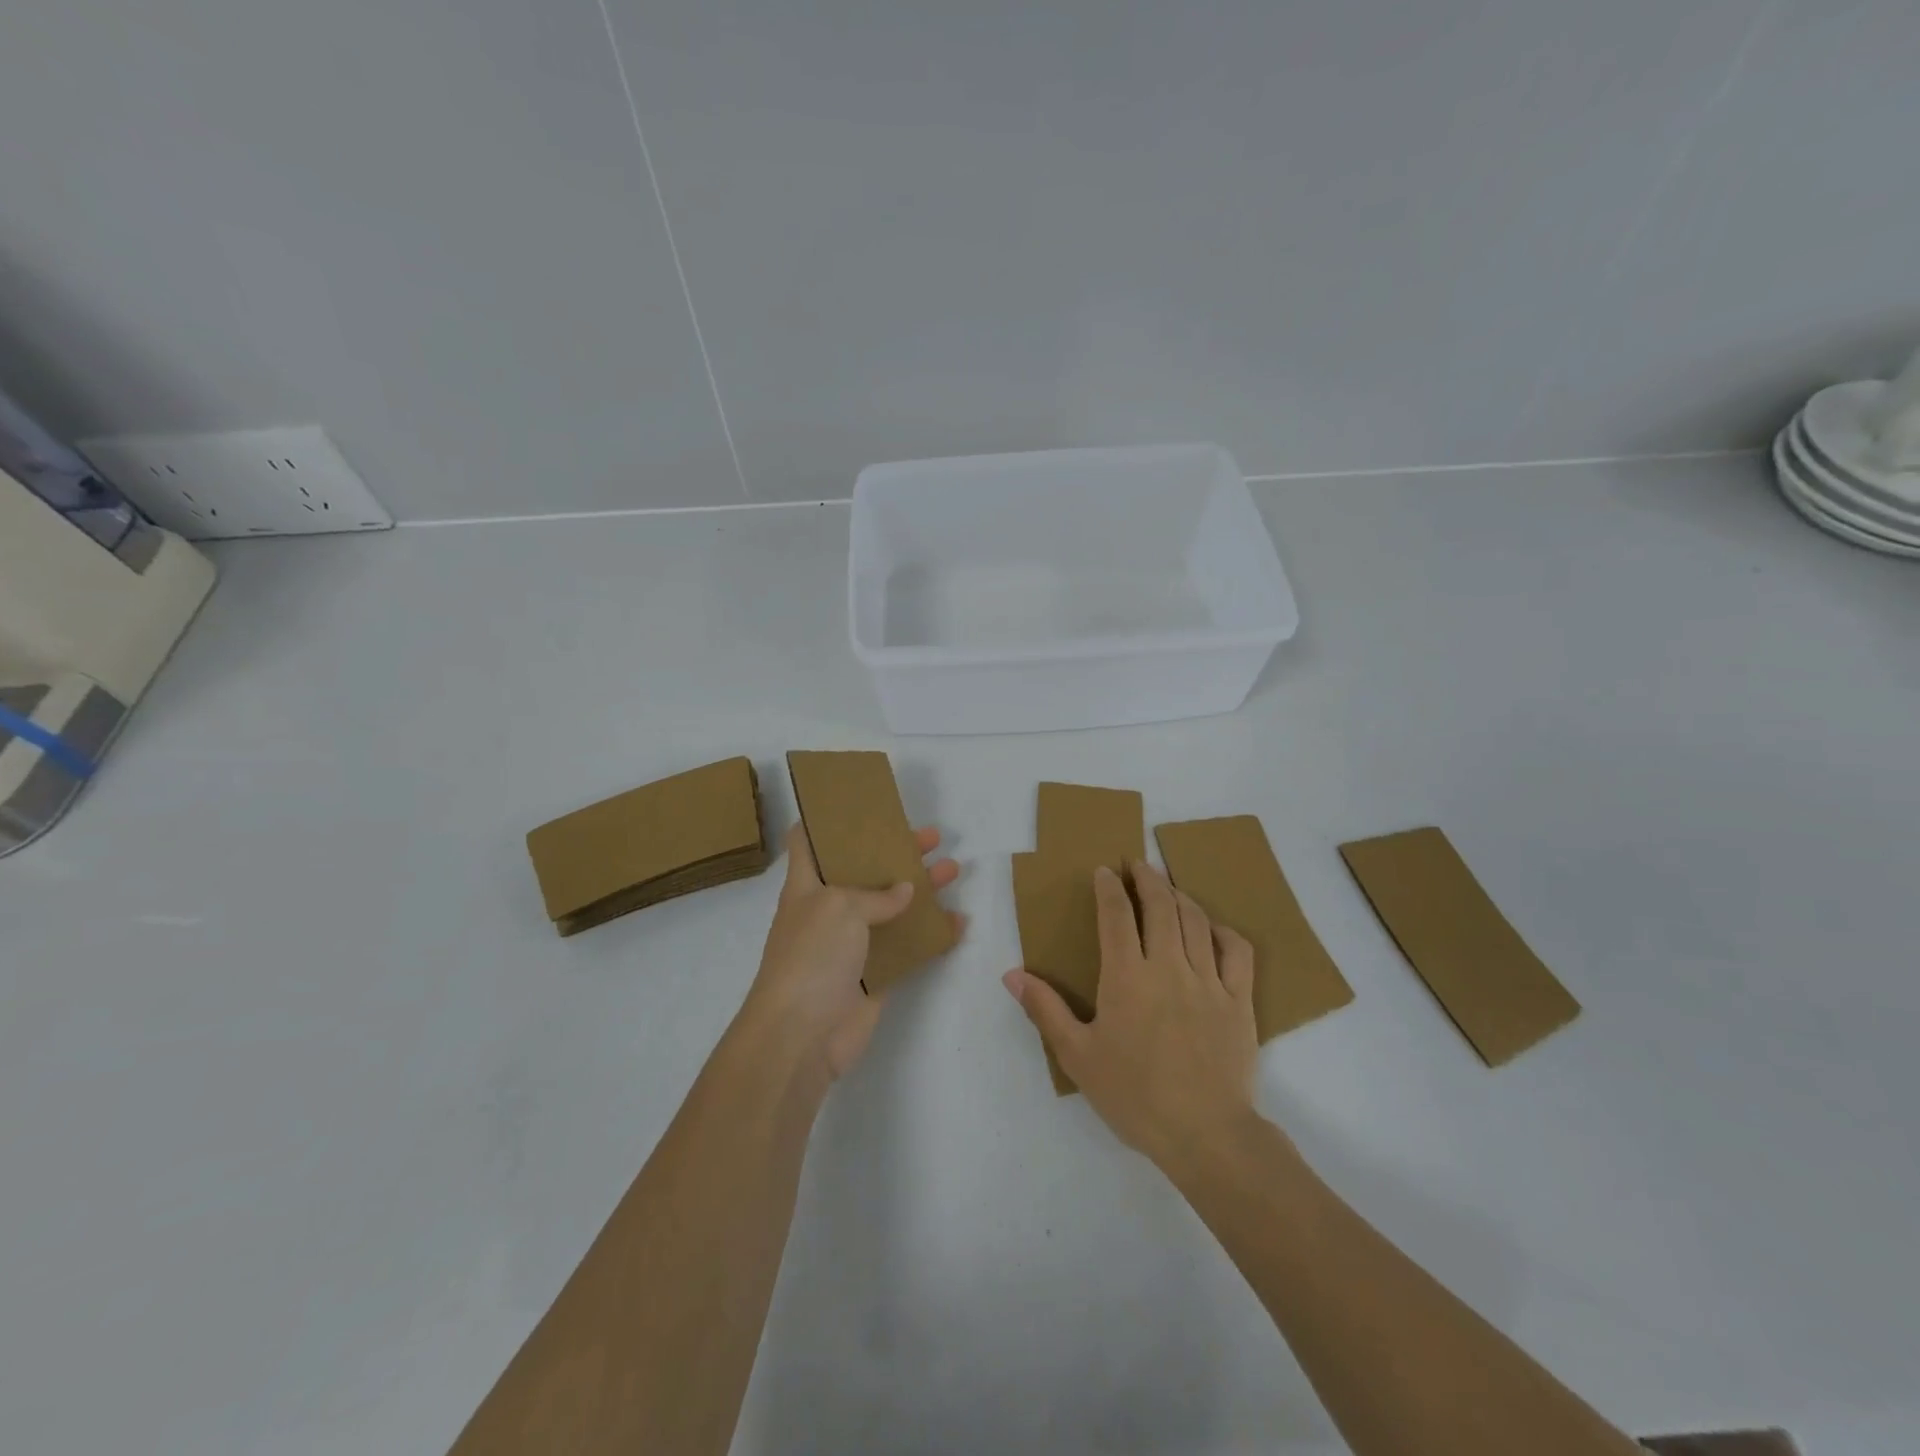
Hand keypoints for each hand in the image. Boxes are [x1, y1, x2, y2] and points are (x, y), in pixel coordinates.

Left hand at [740, 823, 961, 1083]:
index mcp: (808, 886)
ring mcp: (853, 945)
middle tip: (931, 836)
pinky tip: (958, 922)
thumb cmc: (811, 956)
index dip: (827, 820)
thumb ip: (876, 895)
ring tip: (953, 869)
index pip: (808, 842)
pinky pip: (908, 947)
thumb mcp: (839, 907)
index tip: (857, 805)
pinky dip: (933, 935)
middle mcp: (829, 911)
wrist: (802, 1035)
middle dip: (896, 851)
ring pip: (892, 908)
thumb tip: (905, 892)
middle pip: (865, 871)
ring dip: (922, 889)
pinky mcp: (875, 975)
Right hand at [1003, 861, 1258, 1167]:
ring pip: (1196, 920)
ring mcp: (1208, 980)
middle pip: (1160, 905)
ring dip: (1180, 896)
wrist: (1205, 1133)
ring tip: (1168, 888)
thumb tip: (1012, 975)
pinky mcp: (1239, 999)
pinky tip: (1213, 929)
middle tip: (1137, 865)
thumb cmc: (1134, 1095)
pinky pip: (1237, 951)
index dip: (1109, 887)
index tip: (1104, 871)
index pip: (1116, 914)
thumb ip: (1045, 1010)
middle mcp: (1167, 965)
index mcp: (1126, 976)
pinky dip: (1223, 931)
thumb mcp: (1077, 1056)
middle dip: (1147, 877)